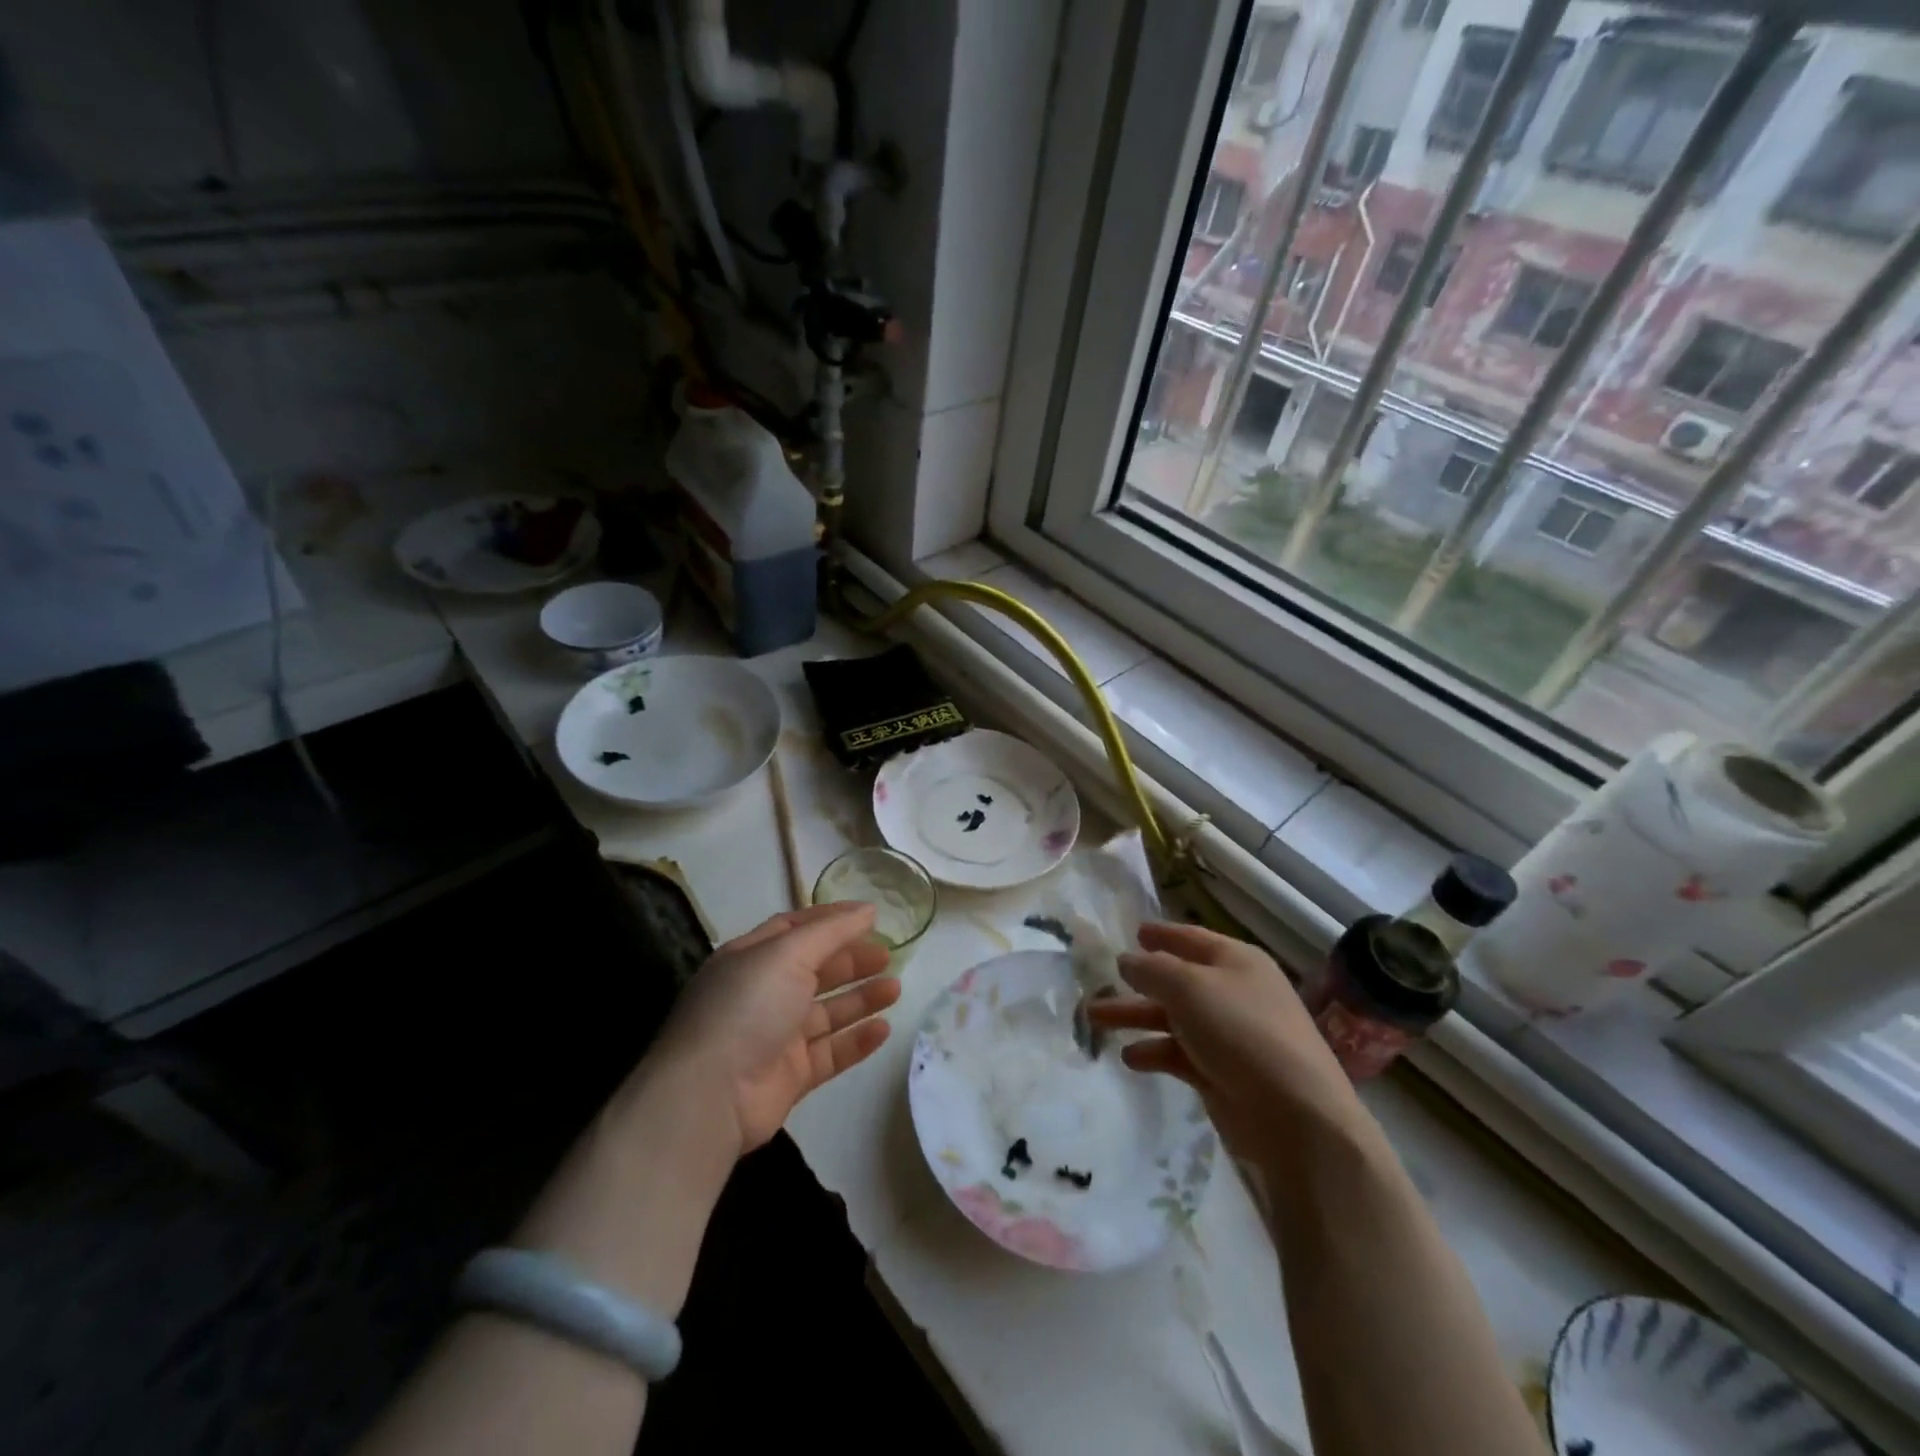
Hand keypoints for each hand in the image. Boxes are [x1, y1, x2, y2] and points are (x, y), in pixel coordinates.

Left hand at [652, 901, 900, 1156]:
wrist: (711, 1095)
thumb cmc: (747, 1007)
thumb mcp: (787, 954)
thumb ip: (831, 931)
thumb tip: (867, 910)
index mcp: (752, 958)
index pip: (795, 928)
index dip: (832, 919)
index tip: (870, 915)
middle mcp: (762, 993)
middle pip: (815, 970)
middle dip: (851, 960)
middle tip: (888, 955)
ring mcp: (776, 1036)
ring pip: (827, 1012)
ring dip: (861, 999)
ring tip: (895, 989)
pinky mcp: (790, 1075)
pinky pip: (830, 1052)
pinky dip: (856, 1040)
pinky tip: (883, 1030)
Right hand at [1087, 921, 1361, 1161]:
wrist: (1296, 1117)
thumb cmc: (1241, 1032)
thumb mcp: (1189, 987)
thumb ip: (1152, 969)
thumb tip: (1126, 960)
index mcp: (1236, 962)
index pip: (1192, 938)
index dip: (1162, 934)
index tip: (1134, 932)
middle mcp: (1233, 993)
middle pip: (1176, 981)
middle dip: (1136, 981)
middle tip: (1098, 980)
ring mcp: (1229, 1036)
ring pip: (1172, 1018)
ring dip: (1135, 1016)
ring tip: (1094, 1018)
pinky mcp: (1222, 1074)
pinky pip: (1179, 1054)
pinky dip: (1154, 1052)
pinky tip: (1130, 1057)